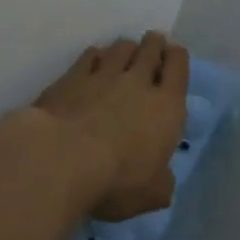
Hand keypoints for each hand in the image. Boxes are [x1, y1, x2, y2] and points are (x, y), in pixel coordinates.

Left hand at [34, 33, 188, 220]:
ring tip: (124, 52)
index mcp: (167, 107)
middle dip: (154, 44)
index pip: (179, 68)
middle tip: (153, 44)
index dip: (177, 57)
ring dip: (126, 48)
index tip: (174, 54)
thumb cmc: (116, 180)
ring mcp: (102, 76)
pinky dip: (95, 56)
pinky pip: (89, 56)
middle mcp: (138, 83)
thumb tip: (161, 179)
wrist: (61, 159)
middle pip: (150, 49)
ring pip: (120, 48)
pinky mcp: (70, 78)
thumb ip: (161, 183)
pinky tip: (93, 61)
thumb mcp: (152, 195)